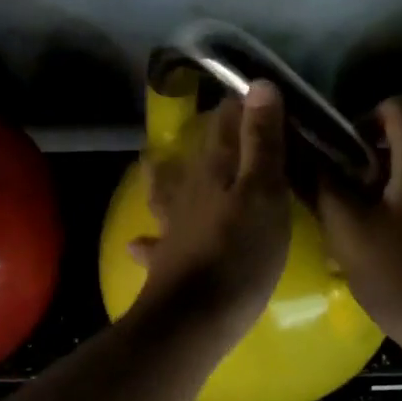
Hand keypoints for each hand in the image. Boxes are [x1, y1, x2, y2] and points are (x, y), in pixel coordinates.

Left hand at [129, 82, 290, 348]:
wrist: (194, 317)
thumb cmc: (240, 252)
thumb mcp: (264, 192)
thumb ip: (262, 141)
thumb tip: (257, 84)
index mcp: (215, 169)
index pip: (225, 124)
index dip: (239, 106)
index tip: (254, 94)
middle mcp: (189, 190)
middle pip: (197, 155)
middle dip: (209, 138)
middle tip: (218, 124)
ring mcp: (174, 226)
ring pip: (166, 192)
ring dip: (162, 176)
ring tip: (153, 164)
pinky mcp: (167, 261)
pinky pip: (155, 243)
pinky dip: (148, 240)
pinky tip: (137, 243)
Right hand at [316, 96, 401, 352]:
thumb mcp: (349, 230)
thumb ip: (321, 185)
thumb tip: (296, 150)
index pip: (396, 107)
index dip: (362, 118)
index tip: (338, 152)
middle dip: (366, 164)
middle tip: (338, 198)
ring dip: (384, 194)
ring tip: (357, 233)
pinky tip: (387, 258)